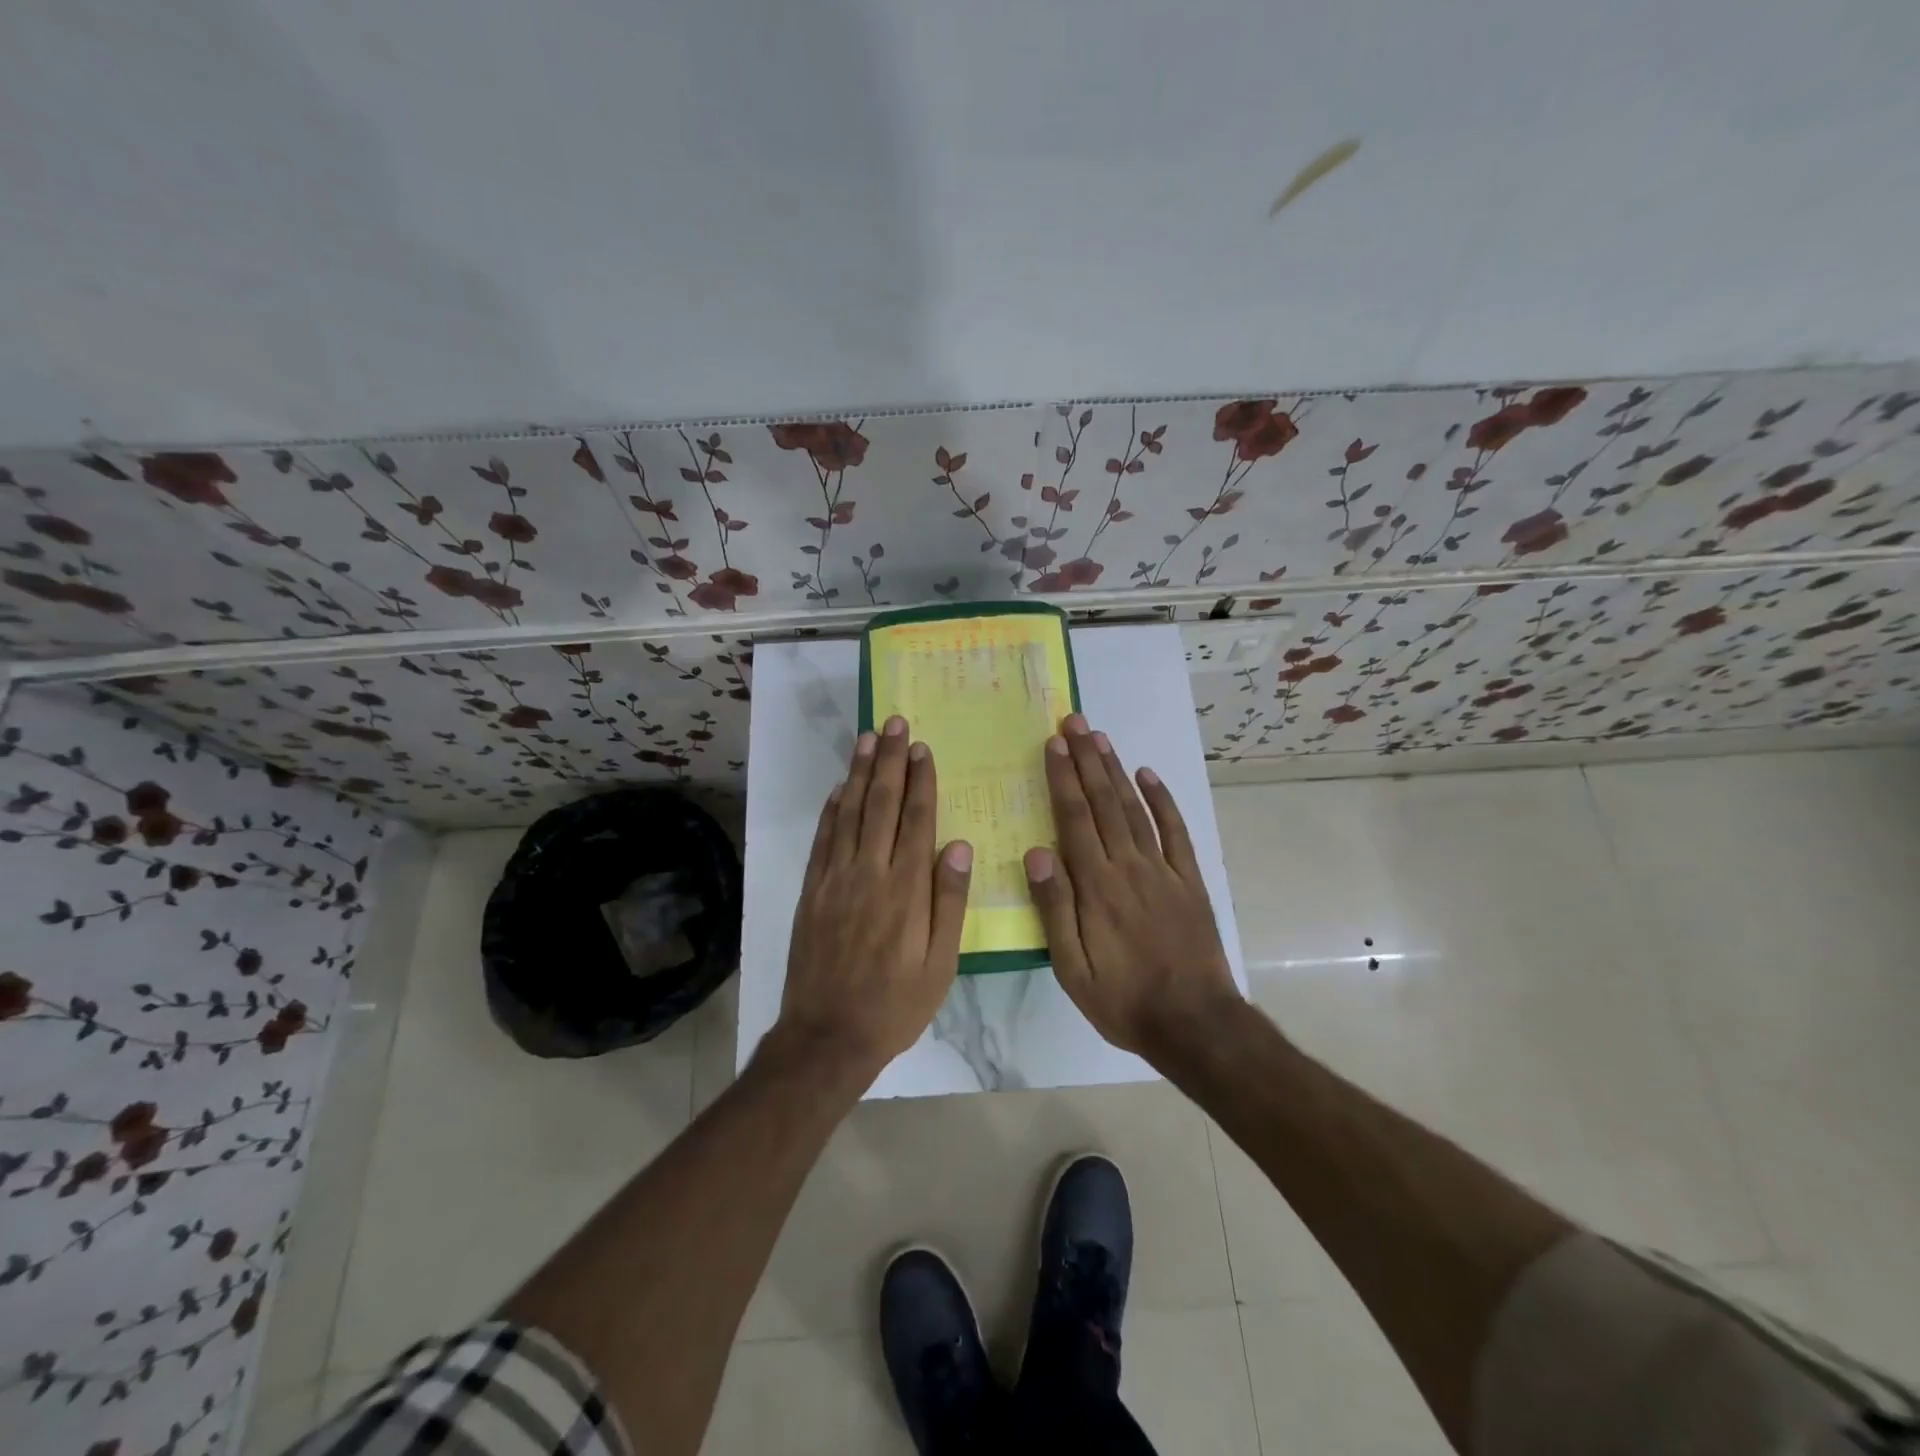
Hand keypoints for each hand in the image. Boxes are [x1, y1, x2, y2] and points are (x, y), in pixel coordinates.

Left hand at [777, 715, 973, 1079]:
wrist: (828, 1035)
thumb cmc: (895, 1003)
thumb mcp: (940, 963)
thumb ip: (949, 901)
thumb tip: (958, 845)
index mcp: (906, 888)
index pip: (915, 819)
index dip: (920, 781)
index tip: (923, 748)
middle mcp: (869, 872)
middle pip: (880, 804)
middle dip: (889, 761)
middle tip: (894, 723)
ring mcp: (835, 880)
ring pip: (848, 813)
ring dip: (858, 773)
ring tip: (867, 739)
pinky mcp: (811, 891)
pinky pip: (822, 840)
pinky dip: (830, 810)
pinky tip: (837, 789)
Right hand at [1025, 714, 1241, 1058]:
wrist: (1194, 1023)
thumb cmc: (1124, 999)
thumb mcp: (1073, 968)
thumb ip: (1055, 909)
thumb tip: (1037, 852)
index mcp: (1097, 886)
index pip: (1075, 819)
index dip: (1063, 779)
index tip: (1054, 744)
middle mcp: (1129, 866)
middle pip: (1104, 803)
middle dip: (1087, 760)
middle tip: (1075, 723)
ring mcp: (1163, 871)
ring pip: (1135, 809)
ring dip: (1117, 771)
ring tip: (1101, 738)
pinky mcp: (1189, 881)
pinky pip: (1176, 832)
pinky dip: (1162, 801)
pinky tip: (1149, 776)